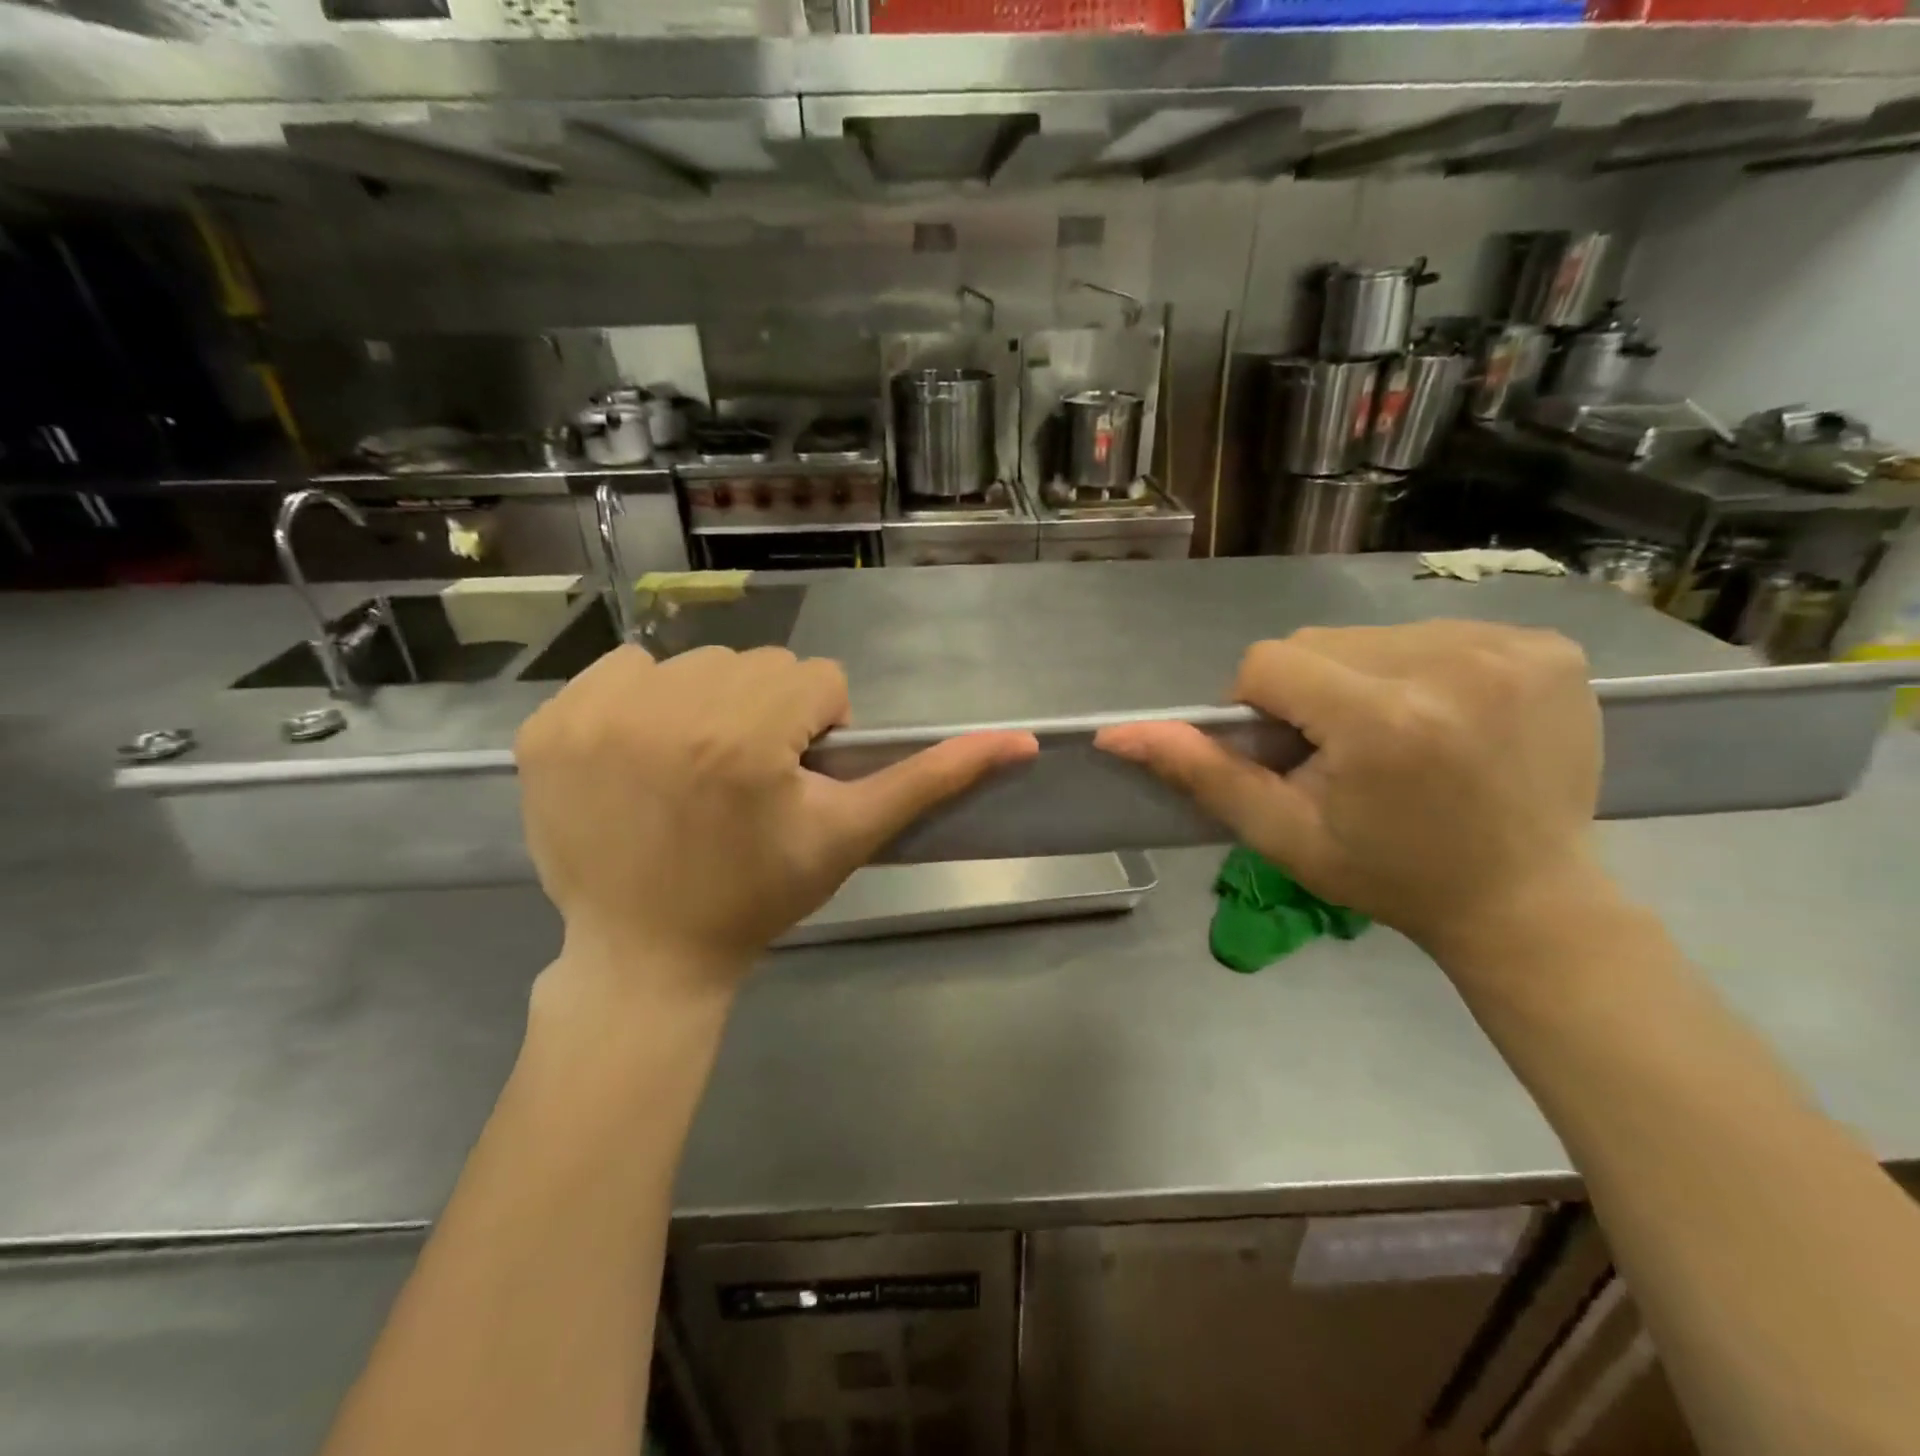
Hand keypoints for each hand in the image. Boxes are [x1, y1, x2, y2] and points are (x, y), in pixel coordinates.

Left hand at [515, 644, 1037, 995]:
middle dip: (766, 716)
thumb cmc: (758, 898)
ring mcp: (597, 715)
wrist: (647, 956)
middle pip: (757, 667)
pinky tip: (642, 759)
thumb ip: (932, 780)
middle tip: (745, 783)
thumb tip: (1021, 742)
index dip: (816, 733)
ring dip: (707, 705)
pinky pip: (621, 669)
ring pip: (693, 662)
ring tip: (695, 772)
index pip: (818, 682)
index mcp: (748, 737)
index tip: (791, 782)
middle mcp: (669, 709)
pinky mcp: (547, 726)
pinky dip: (642, 702)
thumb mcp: (850, 836)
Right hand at [1096, 622, 1606, 957]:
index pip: (1268, 664)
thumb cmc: (1389, 875)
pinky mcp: (1550, 647)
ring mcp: (1510, 649)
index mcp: (1382, 718)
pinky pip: (1438, 633)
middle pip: (1321, 645)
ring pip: (1374, 635)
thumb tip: (1114, 734)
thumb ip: (1201, 772)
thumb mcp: (1281, 832)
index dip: (1261, 709)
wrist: (1524, 900)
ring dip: (1363, 678)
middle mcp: (1450, 664)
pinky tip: (1446, 719)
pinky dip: (1422, 669)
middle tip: (1342, 753)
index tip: (1291, 755)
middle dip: (1311, 692)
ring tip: (1398, 739)